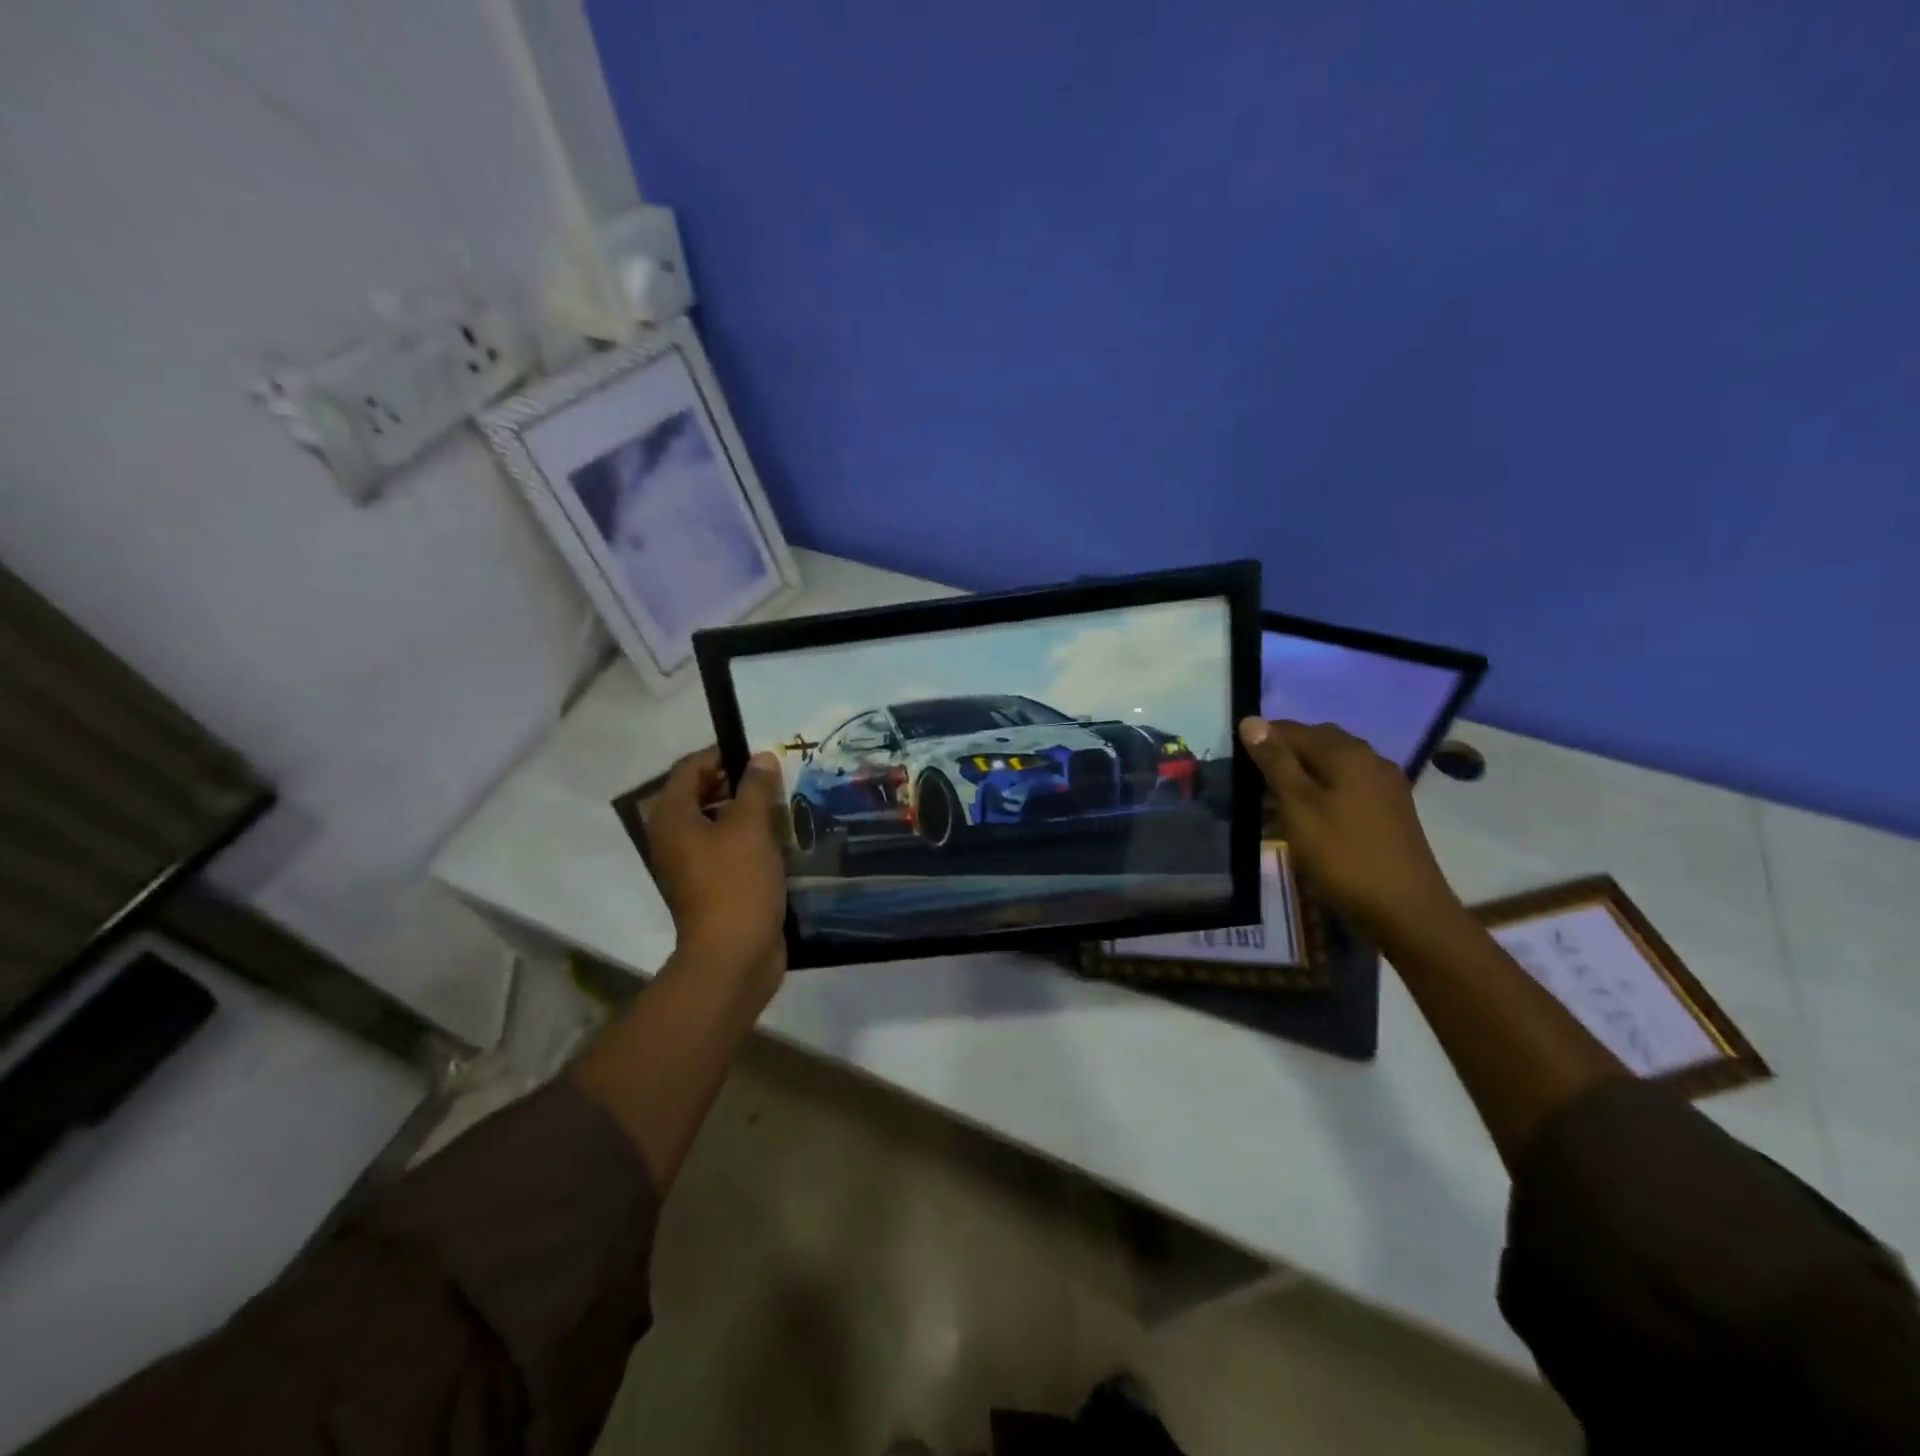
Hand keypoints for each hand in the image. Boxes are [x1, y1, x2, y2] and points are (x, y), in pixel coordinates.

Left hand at [645, 748, 787, 1001]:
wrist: (733, 955)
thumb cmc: (736, 883)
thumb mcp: (750, 827)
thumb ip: (756, 787)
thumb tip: (761, 758)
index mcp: (673, 817)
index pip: (691, 768)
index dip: (723, 753)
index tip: (761, 752)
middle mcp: (675, 837)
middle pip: (703, 794)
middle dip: (739, 782)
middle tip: (778, 776)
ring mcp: (692, 864)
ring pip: (719, 822)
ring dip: (749, 810)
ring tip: (786, 803)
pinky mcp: (713, 884)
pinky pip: (730, 848)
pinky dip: (751, 838)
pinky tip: (783, 837)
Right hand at [1237, 717, 1460, 941]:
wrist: (1405, 910)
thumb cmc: (1343, 855)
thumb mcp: (1298, 807)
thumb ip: (1274, 762)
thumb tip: (1251, 721)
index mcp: (1347, 753)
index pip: (1294, 729)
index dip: (1262, 740)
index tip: (1235, 763)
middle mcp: (1371, 759)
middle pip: (1317, 743)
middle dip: (1283, 756)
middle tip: (1253, 783)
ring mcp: (1385, 786)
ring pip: (1333, 766)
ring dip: (1302, 776)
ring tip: (1273, 803)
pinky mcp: (1390, 810)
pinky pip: (1347, 786)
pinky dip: (1322, 792)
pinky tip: (1308, 817)